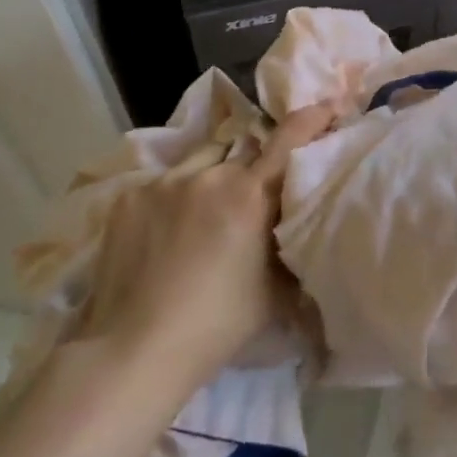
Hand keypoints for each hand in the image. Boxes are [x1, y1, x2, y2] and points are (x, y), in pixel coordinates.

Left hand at [77, 103, 337, 383]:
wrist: (134, 349)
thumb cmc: (217, 325)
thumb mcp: (275, 291)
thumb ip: (292, 250)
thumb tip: (306, 234)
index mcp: (250, 195)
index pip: (288, 138)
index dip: (311, 118)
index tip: (327, 108)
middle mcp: (209, 174)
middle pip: (242, 153)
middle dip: (253, 169)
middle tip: (253, 198)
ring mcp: (164, 181)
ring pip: (201, 162)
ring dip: (212, 177)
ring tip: (204, 213)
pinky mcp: (129, 195)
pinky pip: (163, 183)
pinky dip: (174, 198)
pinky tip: (166, 232)